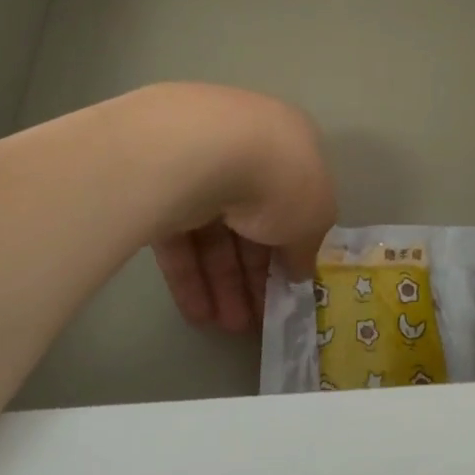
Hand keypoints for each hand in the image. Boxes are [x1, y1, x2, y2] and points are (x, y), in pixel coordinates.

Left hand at [144, 86, 336, 333]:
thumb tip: (300, 270)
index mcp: (291, 146)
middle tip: (255, 320)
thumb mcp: (315, 217)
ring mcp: (199, 167)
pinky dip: (189, 275)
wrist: (206, 150)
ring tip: (227, 327)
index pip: (293, 201)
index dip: (293, 248)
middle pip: (252, 220)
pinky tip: (197, 314)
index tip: (289, 287)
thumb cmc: (280, 177)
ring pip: (214, 232)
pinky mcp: (158, 188)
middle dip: (255, 274)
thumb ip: (308, 247)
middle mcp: (246, 149)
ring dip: (223, 282)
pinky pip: (179, 237)